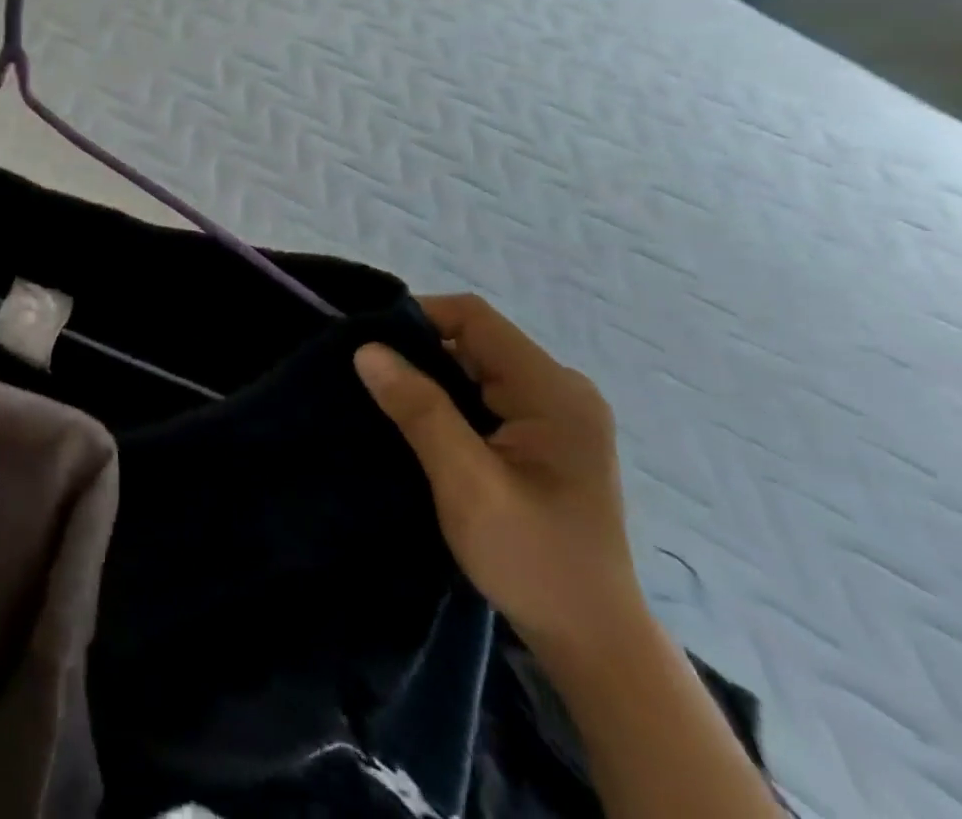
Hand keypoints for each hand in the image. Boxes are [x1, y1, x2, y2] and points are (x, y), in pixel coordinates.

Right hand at [354, 295, 643, 662]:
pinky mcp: (546, 438)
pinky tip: (423, 427)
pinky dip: (450, 401)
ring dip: (432, 379)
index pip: (473, 318)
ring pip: (476, 367)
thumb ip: (420, 410)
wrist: (594, 644)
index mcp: (553, 392)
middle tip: (371, 381)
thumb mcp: (467, 484)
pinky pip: (486, 394)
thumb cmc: (533, 560)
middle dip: (419, 352)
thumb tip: (367, 349)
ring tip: (389, 404)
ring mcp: (557, 414)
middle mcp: (561, 390)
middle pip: (474, 339)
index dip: (417, 318)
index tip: (369, 346)